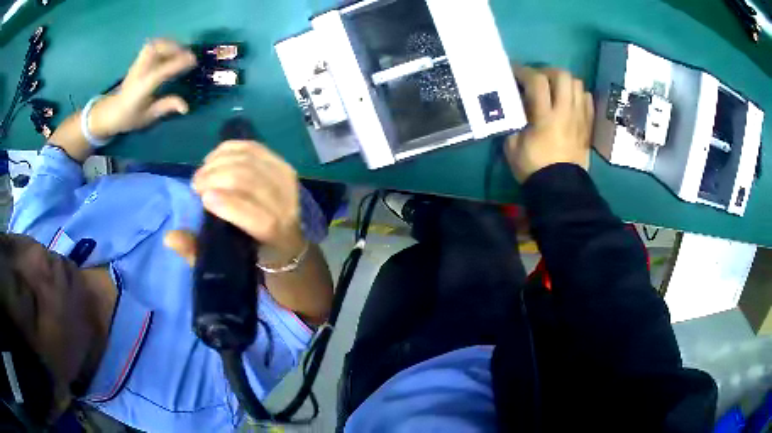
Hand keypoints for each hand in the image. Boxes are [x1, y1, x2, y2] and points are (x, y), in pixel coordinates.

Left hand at [89, 39, 196, 138]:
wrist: (111, 112)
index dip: (179, 63)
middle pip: (158, 49)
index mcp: (143, 87)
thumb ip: (165, 107)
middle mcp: (140, 71)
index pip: (162, 70)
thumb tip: (185, 107)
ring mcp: (138, 63)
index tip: (194, 61)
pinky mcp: (139, 60)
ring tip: (180, 53)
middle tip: (187, 57)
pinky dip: (164, 45)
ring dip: (170, 45)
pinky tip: (170, 52)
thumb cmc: (129, 117)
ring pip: (156, 44)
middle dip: (175, 49)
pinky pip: (153, 45)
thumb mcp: (147, 117)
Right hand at [165, 141, 305, 266]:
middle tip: (196, 184)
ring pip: (252, 161)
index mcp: (277, 239)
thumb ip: (196, 252)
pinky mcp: (283, 167)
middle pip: (253, 182)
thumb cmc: (251, 255)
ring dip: (221, 161)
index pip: (260, 219)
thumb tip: (170, 237)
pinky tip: (214, 157)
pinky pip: (255, 148)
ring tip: (203, 172)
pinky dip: (231, 148)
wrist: (285, 242)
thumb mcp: (223, 263)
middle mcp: (289, 209)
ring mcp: (289, 185)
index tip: (203, 198)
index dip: (231, 206)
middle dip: (218, 177)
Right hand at [506, 66, 593, 182]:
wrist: (560, 189)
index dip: (523, 70)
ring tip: (554, 89)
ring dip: (564, 82)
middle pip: (562, 75)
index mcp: (545, 116)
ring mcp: (580, 118)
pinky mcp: (587, 126)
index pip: (537, 80)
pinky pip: (587, 100)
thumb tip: (518, 108)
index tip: (514, 72)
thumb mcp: (512, 145)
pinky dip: (577, 94)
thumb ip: (514, 121)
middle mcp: (566, 112)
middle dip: (547, 71)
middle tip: (537, 79)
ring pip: (577, 84)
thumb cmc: (534, 168)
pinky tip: (568, 101)